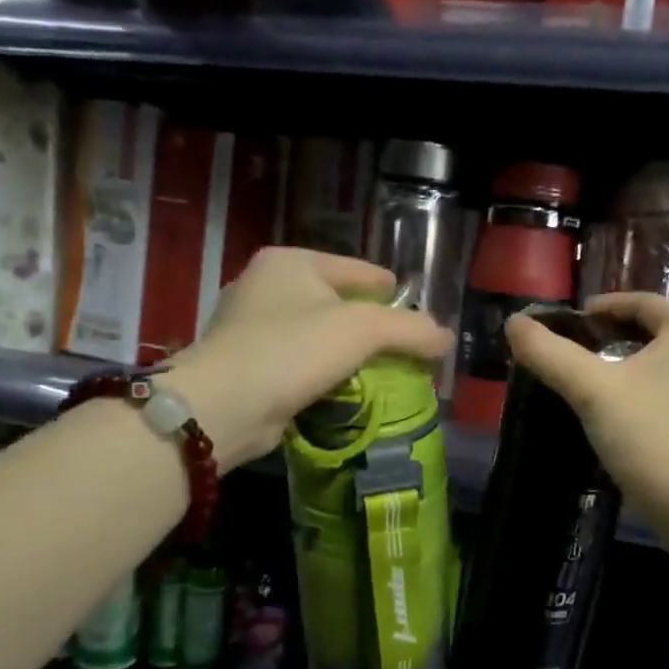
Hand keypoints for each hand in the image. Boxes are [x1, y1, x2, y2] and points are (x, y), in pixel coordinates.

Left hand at [159, 248, 451, 467]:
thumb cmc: (292, 350)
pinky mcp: (245, 365)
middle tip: (403, 349)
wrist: (223, 406)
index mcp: (291, 262)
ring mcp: (250, 326)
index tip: (417, 316)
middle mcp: (266, 285)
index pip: (358, 269)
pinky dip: (322, 374)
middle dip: (369, 326)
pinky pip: (299, 363)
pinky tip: (343, 391)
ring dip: (346, 353)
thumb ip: (410, 329)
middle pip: (337, 302)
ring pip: (317, 334)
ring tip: (380, 373)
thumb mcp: (362, 330)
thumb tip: (445, 338)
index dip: (391, 291)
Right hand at [505, 292, 668, 522]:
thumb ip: (550, 353)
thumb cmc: (647, 437)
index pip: (642, 303)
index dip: (604, 306)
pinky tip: (629, 407)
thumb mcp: (591, 391)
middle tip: (581, 348)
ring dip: (635, 360)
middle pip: (657, 330)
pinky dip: (652, 385)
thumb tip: (515, 323)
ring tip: (600, 377)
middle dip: (618, 334)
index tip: (573, 321)